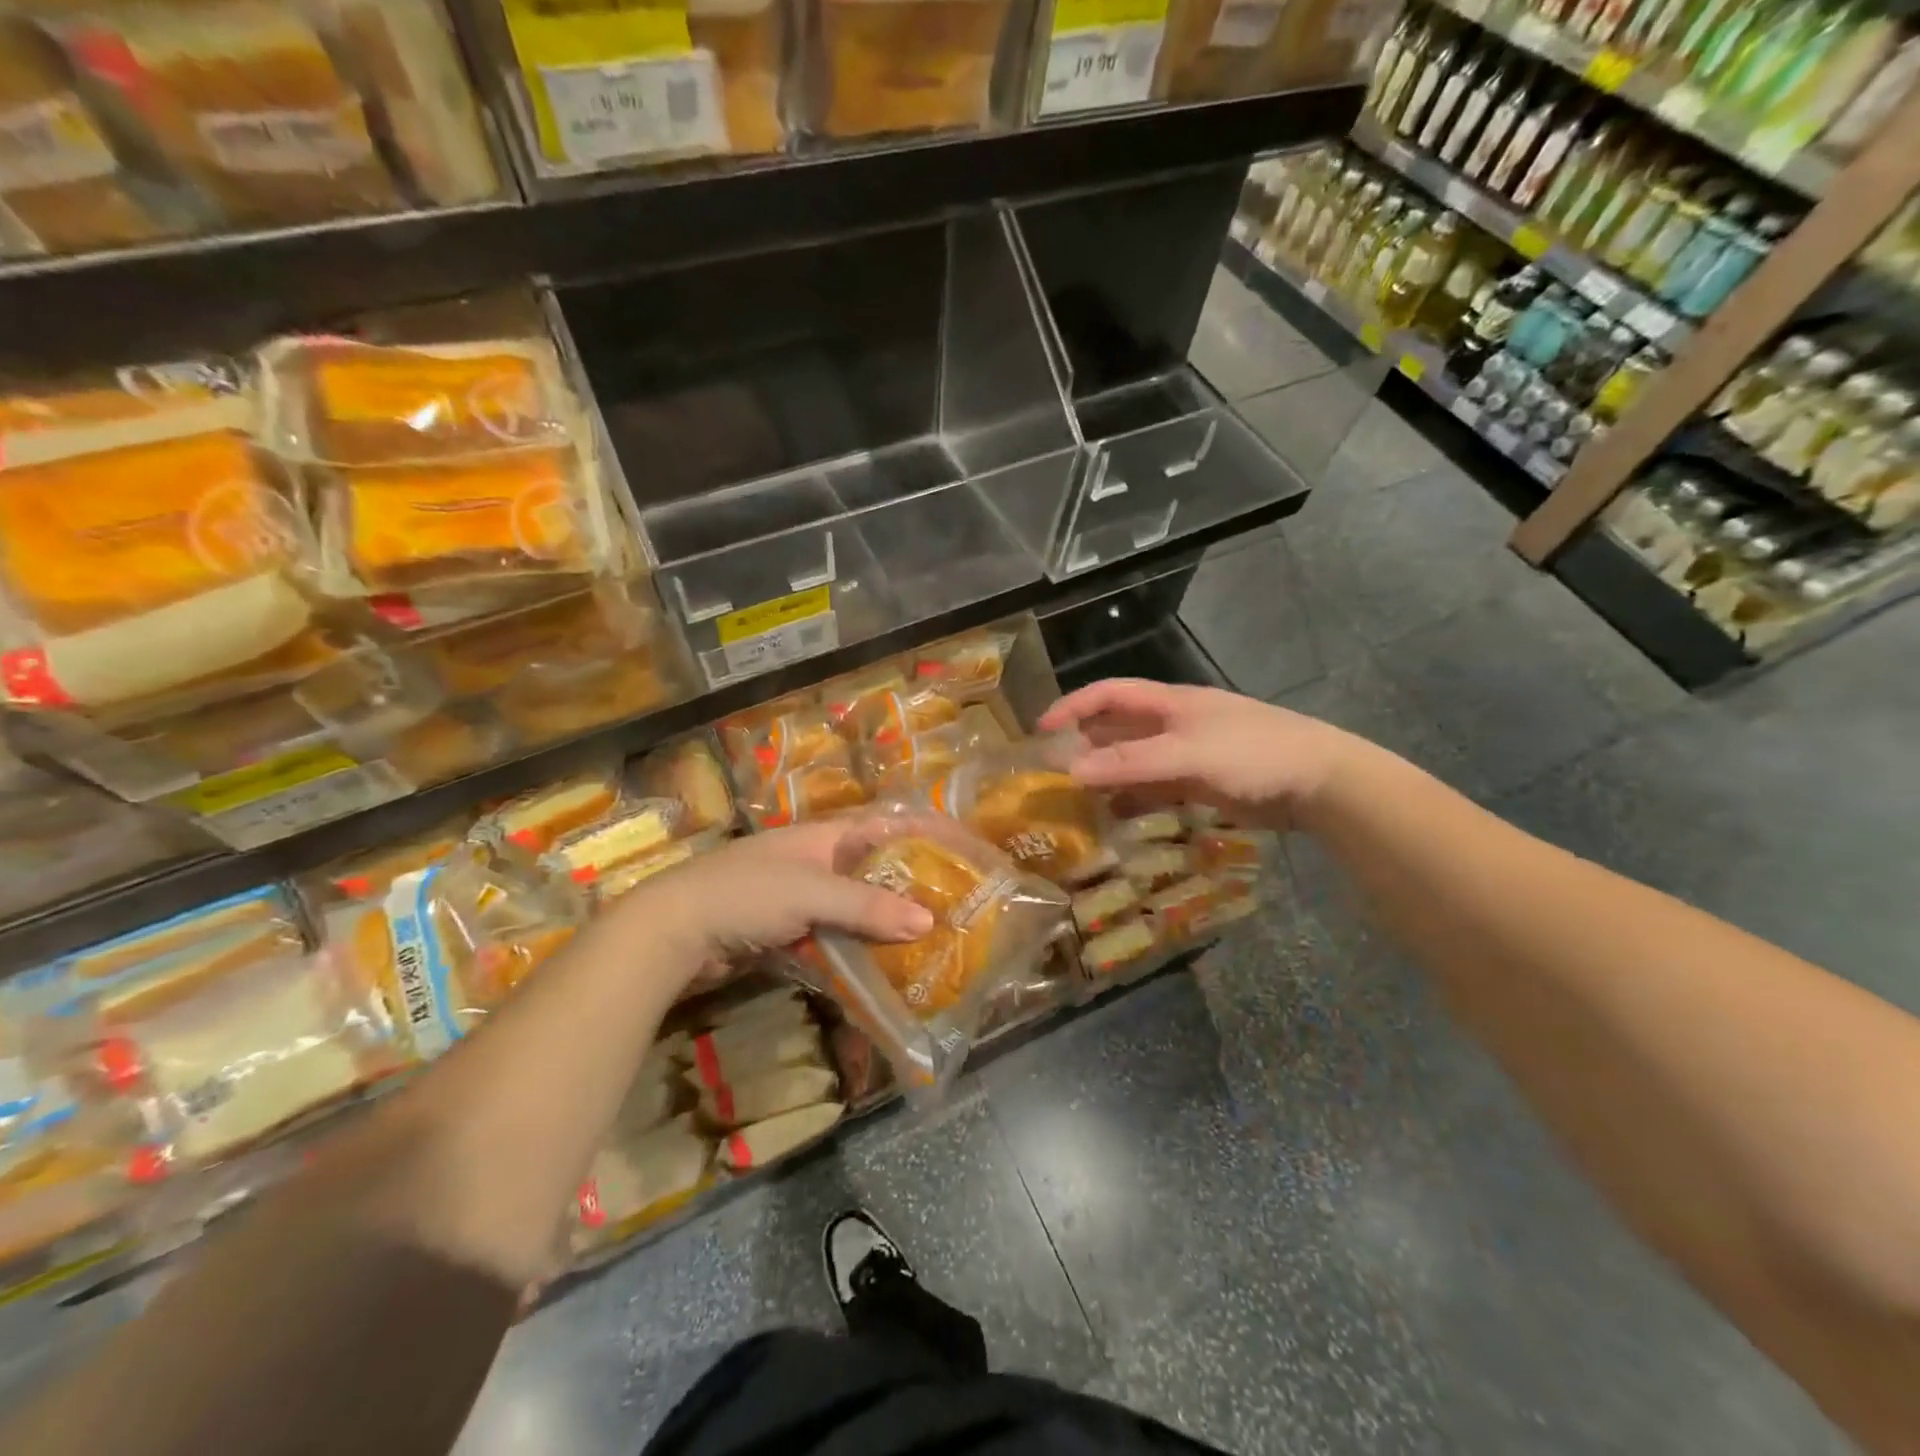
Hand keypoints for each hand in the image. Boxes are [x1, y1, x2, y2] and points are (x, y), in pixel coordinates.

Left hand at [621, 818, 934, 963]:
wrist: (673, 932)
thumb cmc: (746, 895)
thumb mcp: (811, 893)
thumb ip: (867, 906)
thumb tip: (928, 921)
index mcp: (824, 837)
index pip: (886, 826)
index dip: (924, 832)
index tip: (963, 848)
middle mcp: (816, 862)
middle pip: (874, 869)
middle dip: (911, 884)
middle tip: (954, 905)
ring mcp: (800, 898)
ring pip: (855, 907)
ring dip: (886, 922)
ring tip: (929, 940)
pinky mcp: (786, 932)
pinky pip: (834, 937)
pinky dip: (857, 948)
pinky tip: (882, 967)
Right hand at [1037, 678, 1360, 830]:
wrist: (1319, 781)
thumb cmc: (1252, 752)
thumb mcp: (1187, 754)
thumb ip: (1130, 763)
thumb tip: (1071, 772)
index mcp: (1169, 703)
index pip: (1108, 694)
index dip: (1072, 707)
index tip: (1040, 730)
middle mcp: (1172, 724)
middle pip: (1116, 729)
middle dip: (1083, 746)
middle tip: (1051, 774)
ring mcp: (1186, 755)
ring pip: (1132, 762)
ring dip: (1105, 776)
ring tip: (1073, 800)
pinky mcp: (1200, 784)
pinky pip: (1154, 788)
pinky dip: (1131, 800)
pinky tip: (1114, 818)